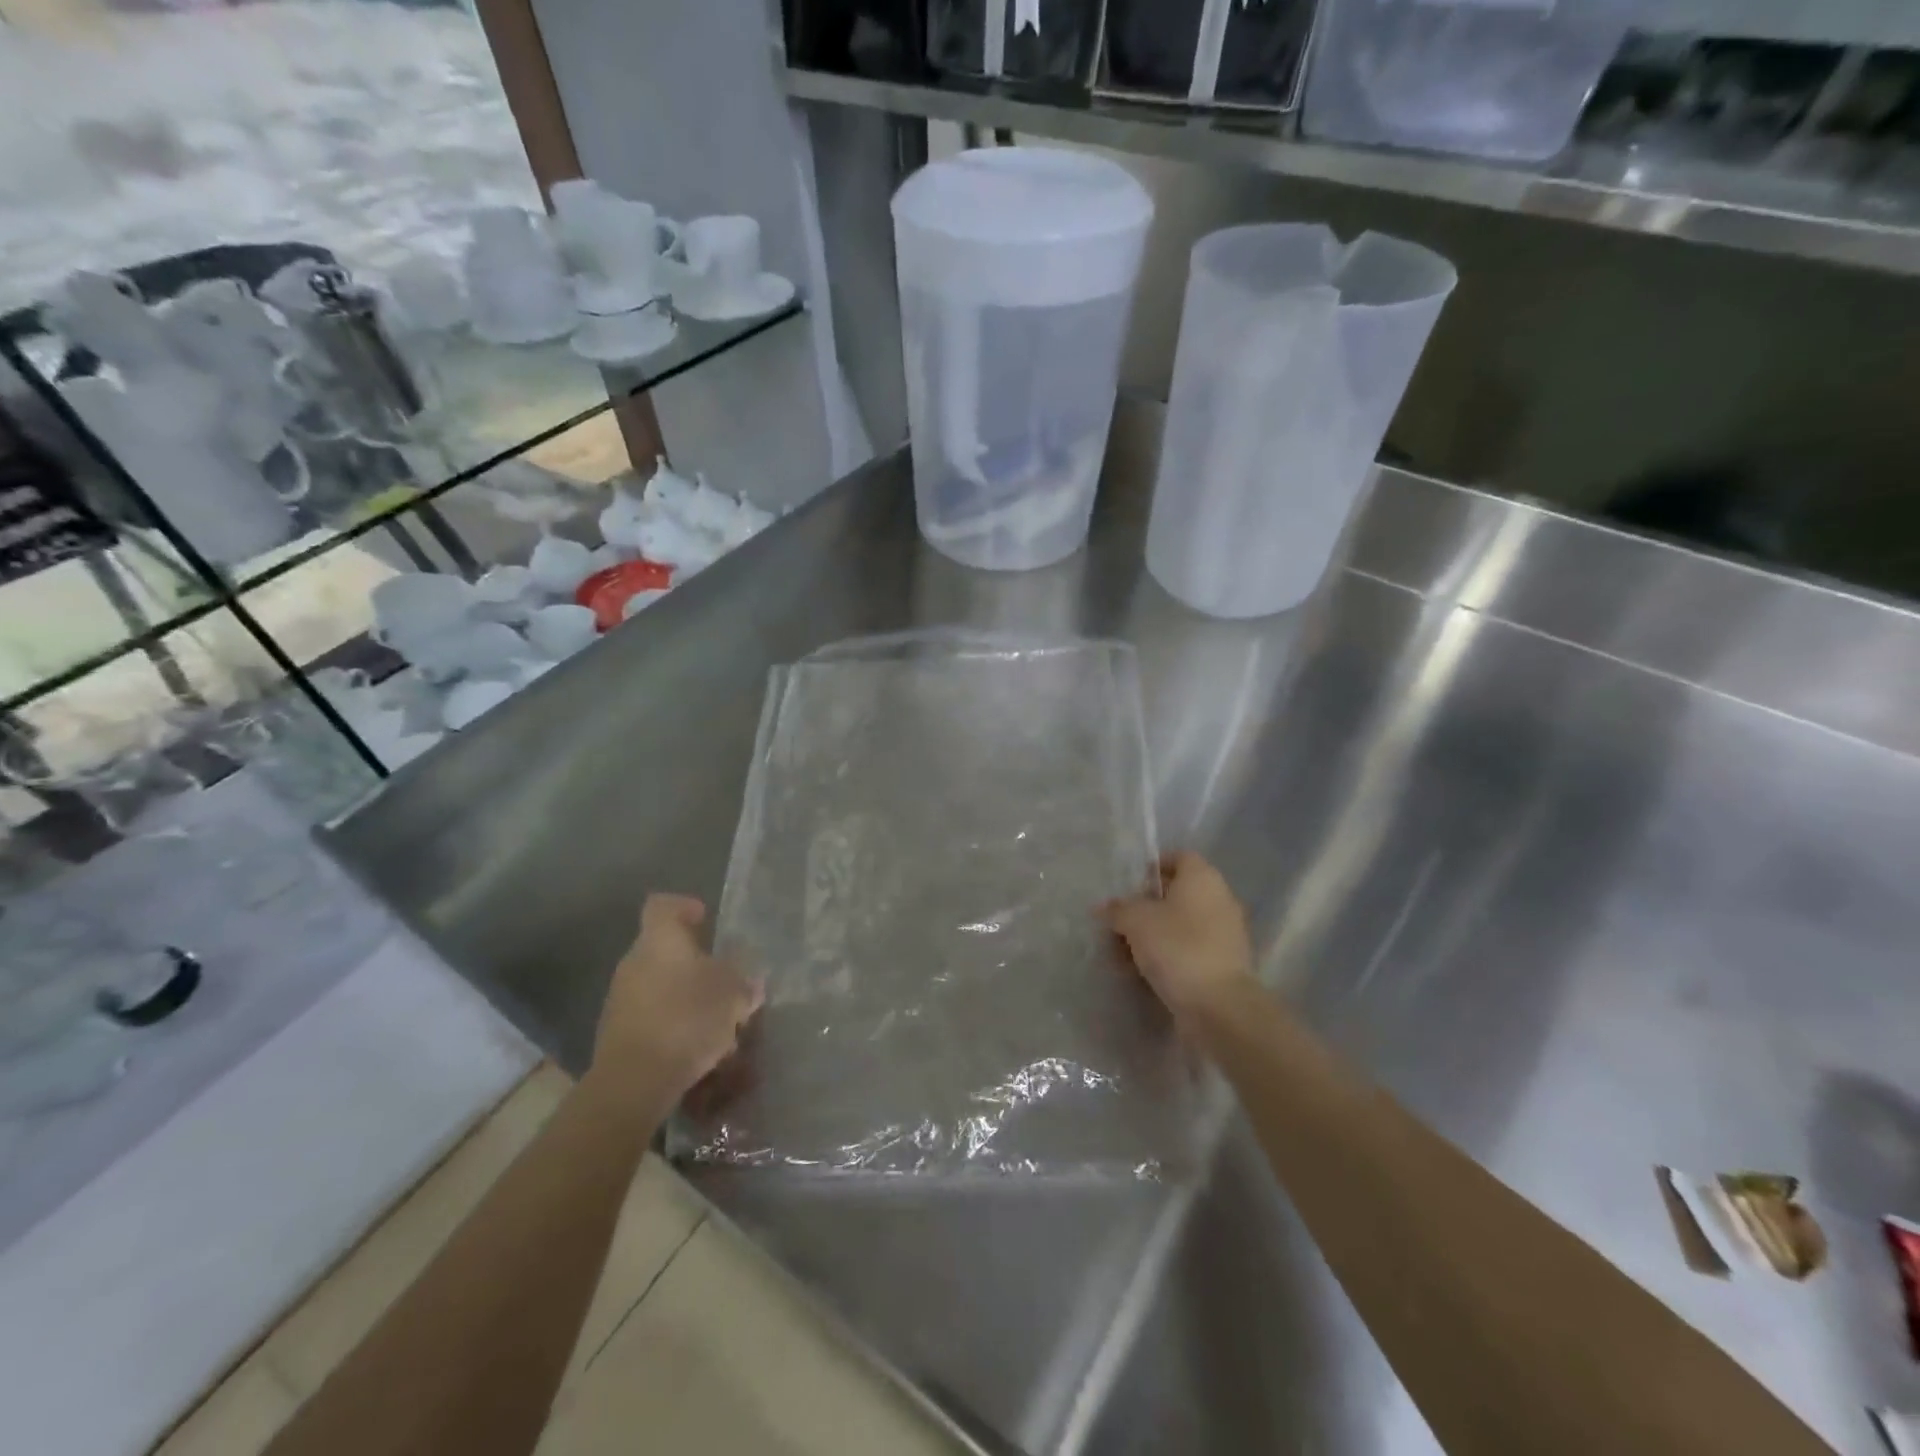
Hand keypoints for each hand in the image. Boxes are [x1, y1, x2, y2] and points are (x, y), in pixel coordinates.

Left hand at [590, 894, 761, 1104]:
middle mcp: (635, 962)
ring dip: (689, 996)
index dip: (685, 907)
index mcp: (660, 940)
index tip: (706, 919)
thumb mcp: (733, 995)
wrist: (633, 1082)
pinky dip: (676, 1023)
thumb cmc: (687, 1019)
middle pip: (666, 949)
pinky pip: (654, 1016)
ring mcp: (622, 998)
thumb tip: (750, 981)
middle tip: (727, 979)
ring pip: (662, 985)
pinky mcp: (618, 1033)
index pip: (663, 905)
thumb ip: (744, 982)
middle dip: (697, 963)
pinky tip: (700, 1048)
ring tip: (720, 1021)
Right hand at [1104, 851, 1257, 1030]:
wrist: (1219, 1006)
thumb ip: (1117, 909)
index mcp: (1202, 879)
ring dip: (1151, 935)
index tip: (1128, 883)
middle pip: (1176, 894)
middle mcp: (1219, 900)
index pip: (1178, 857)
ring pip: (1179, 925)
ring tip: (1120, 953)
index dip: (1153, 866)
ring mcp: (1223, 934)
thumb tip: (1102, 907)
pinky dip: (1165, 956)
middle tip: (1118, 921)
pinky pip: (1187, 950)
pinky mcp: (1222, 965)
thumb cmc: (1177, 947)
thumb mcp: (1136, 921)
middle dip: (1145, 906)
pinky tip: (1140, 973)